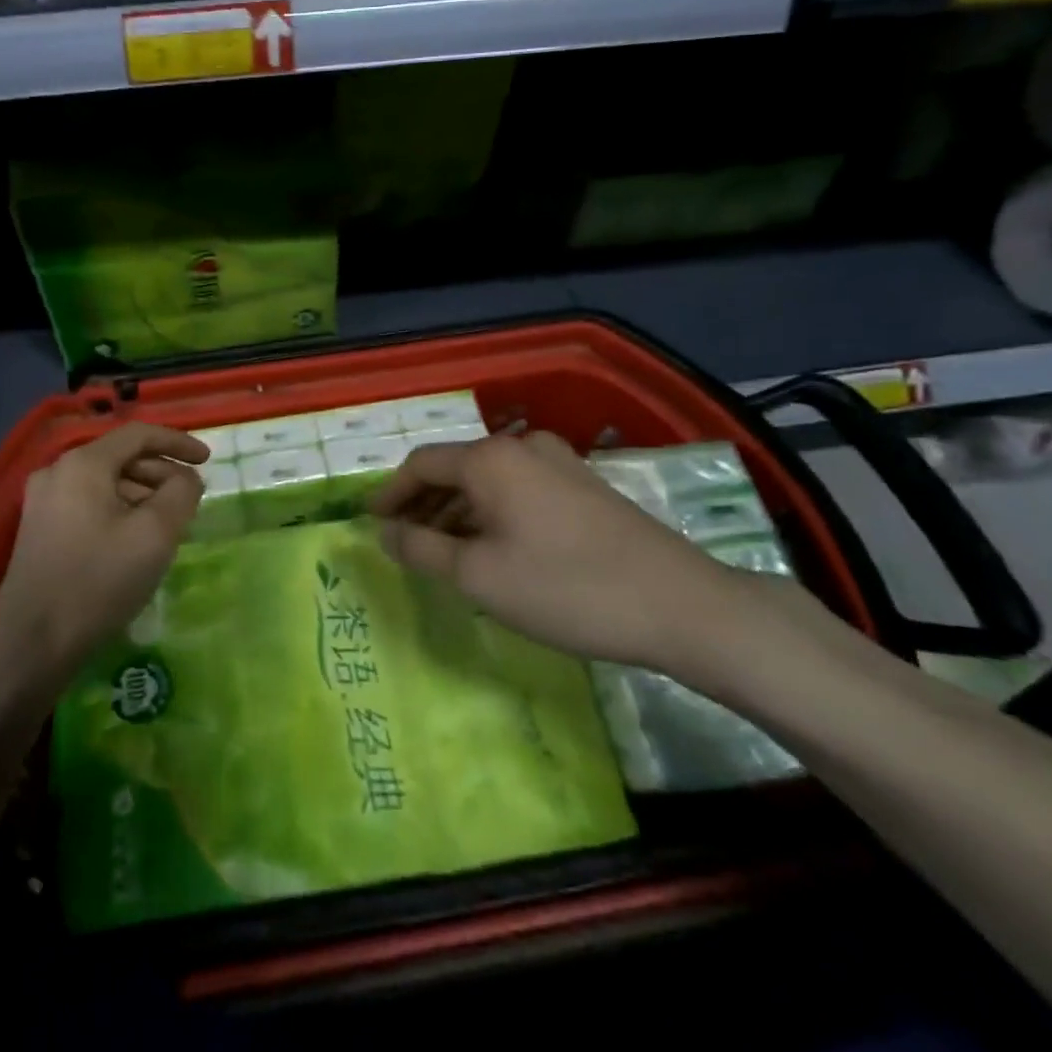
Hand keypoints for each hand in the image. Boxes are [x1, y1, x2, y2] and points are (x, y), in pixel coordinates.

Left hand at [0, 424, 206, 685]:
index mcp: (83, 463)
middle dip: (161, 473)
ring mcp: (43, 501)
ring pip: (105, 482)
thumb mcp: (155, 534)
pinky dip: (120, 510)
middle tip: (191, 499)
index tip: (208, 460)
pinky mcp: (39, 529)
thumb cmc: (99, 581)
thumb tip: (186, 478)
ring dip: (142, 494)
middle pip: (121, 457)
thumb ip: (181, 493)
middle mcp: (57, 472)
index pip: (139, 434)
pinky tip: (136, 540)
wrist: (31, 644)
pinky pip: (89, 504)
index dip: (178, 442)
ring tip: (169, 524)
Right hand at [369, 431, 736, 671]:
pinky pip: (519, 490)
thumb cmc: (566, 588)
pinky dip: (493, 513)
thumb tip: (385, 533)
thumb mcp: (479, 576)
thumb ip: (421, 550)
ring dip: (458, 511)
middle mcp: (522, 447)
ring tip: (443, 552)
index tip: (371, 523)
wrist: (681, 605)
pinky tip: (493, 548)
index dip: (390, 494)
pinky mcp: (585, 485)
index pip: (421, 465)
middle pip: (455, 469)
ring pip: (489, 481)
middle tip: (403, 541)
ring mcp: (559, 463)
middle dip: (423, 504)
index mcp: (490, 459)